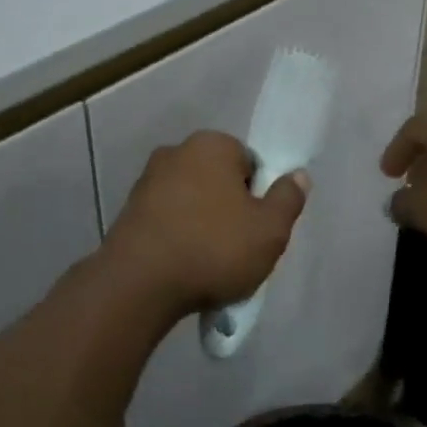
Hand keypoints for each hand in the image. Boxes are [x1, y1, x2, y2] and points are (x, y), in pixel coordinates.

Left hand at [103, 131, 308, 319]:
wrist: (139, 282)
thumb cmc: (213, 247)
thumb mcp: (269, 230)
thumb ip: (288, 198)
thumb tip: (298, 175)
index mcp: (213, 144)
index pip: (249, 163)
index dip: (258, 196)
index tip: (256, 229)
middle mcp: (177, 150)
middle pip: (218, 179)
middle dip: (229, 208)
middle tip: (236, 248)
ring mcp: (148, 178)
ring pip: (191, 199)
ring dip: (201, 222)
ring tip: (207, 264)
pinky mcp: (129, 208)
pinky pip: (167, 217)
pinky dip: (176, 235)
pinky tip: (181, 265)